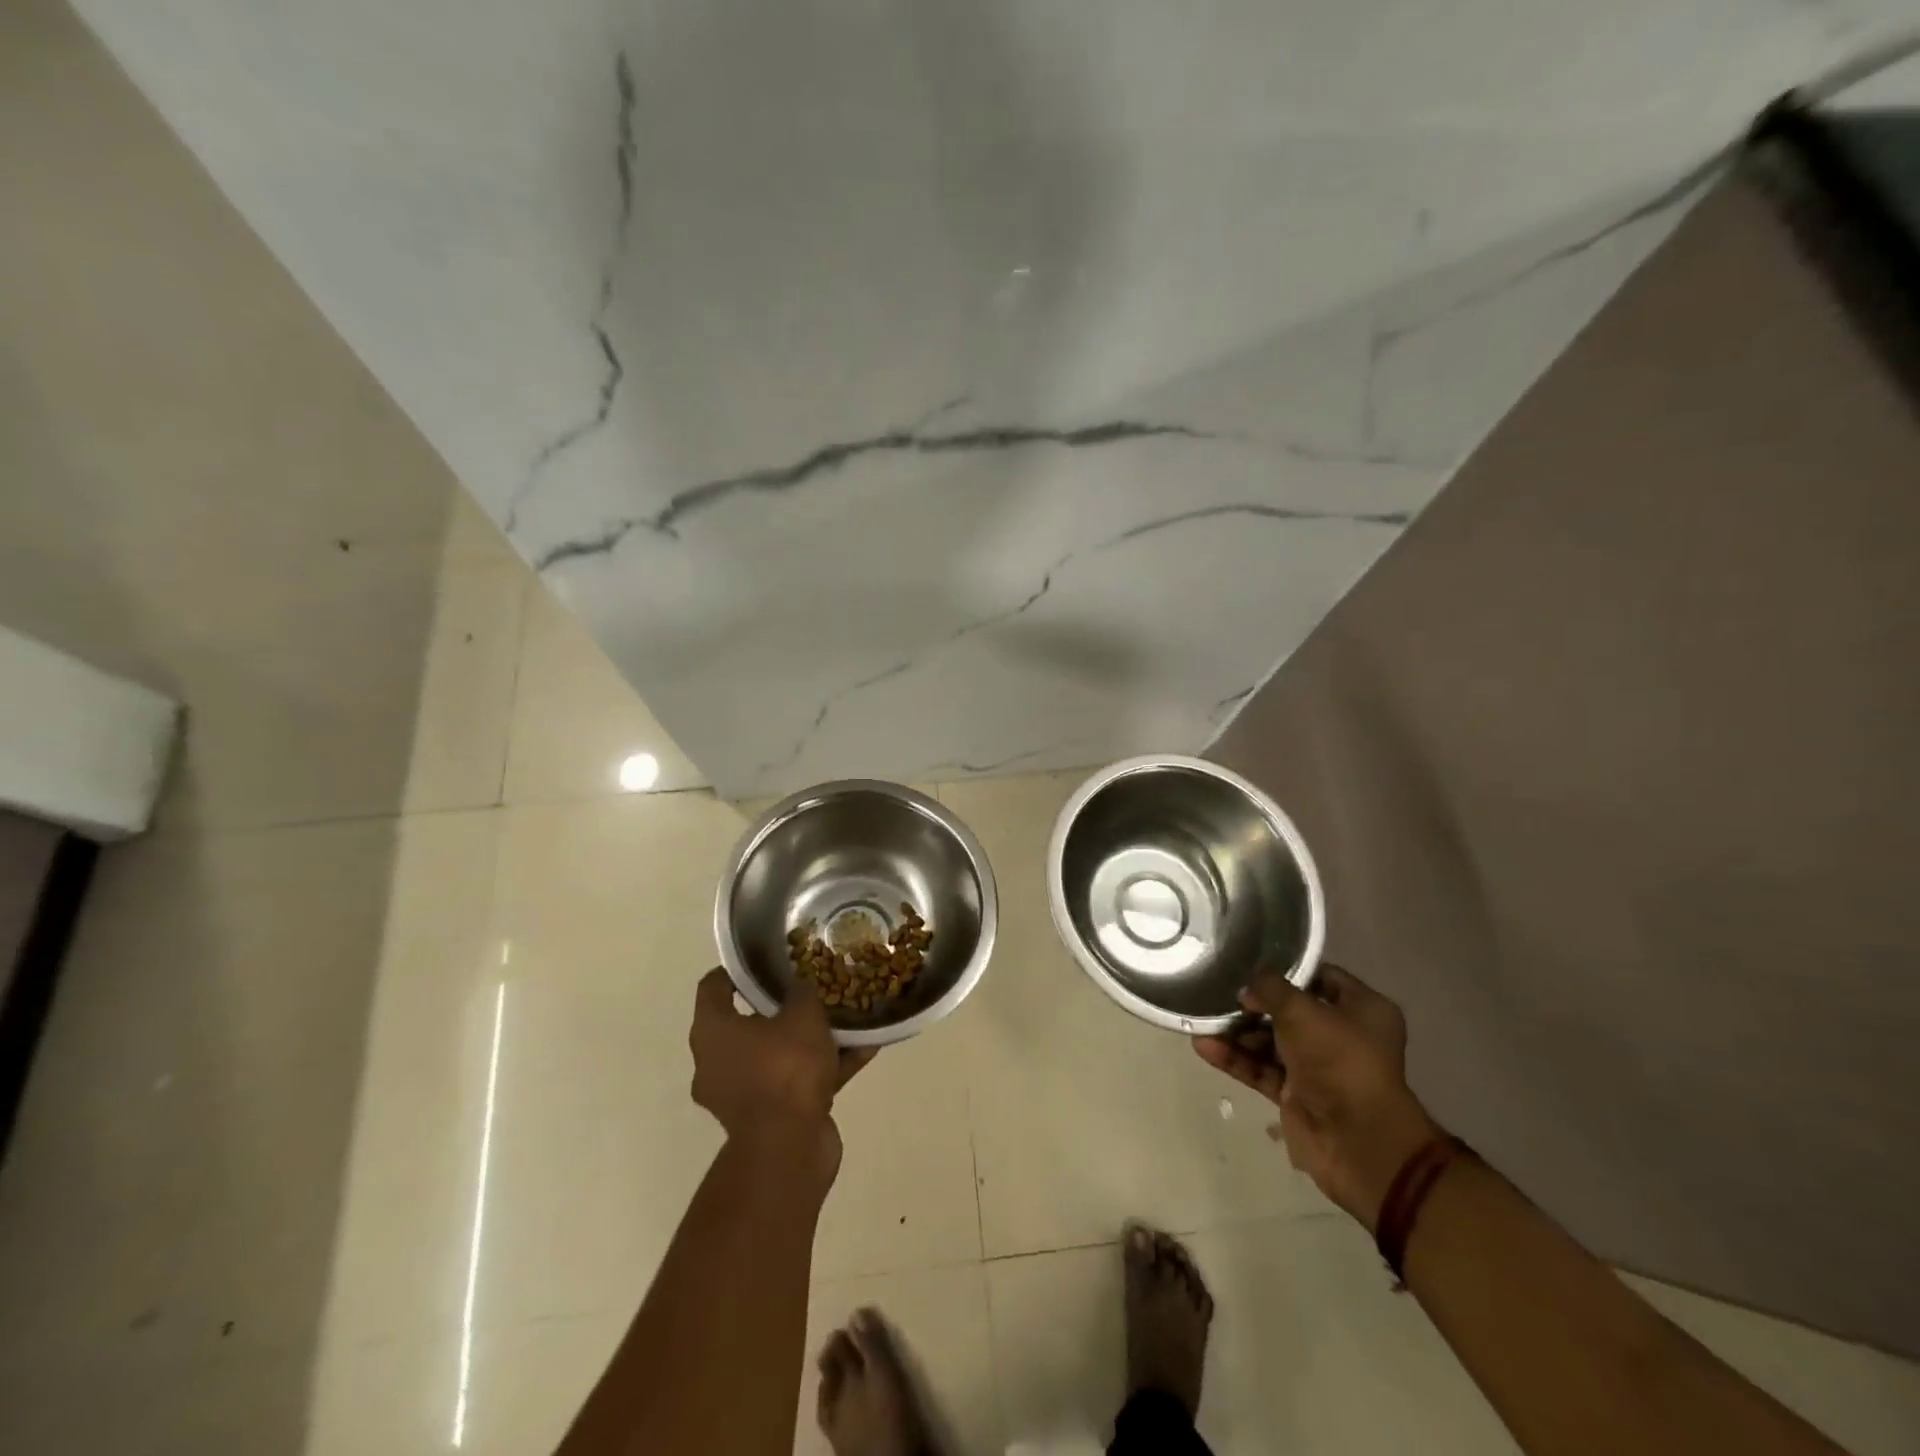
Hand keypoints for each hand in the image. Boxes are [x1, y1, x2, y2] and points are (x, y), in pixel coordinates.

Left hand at [689, 969, 876, 1148]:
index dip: (737, 971)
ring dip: (809, 1039)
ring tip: (845, 1019)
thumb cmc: (785, 1068)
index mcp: (712, 1032)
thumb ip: (802, 994)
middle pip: (747, 1023)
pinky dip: (825, 1067)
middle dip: (782, 1007)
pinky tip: (864, 1050)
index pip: (713, 987)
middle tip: (810, 988)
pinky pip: (797, 1082)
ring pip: (777, 1054)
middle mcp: (717, 1062)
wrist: (789, 1148)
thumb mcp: (802, 1015)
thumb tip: (800, 987)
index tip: (765, 960)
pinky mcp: (769, 1118)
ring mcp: (741, 1094)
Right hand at [1194, 964, 1440, 1231]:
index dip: (1287, 969)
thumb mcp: (1301, 1010)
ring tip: (1202, 1018)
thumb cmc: (1339, 1059)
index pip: (1320, 977)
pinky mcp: (1296, 1094)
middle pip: (1290, 1011)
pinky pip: (1260, 1069)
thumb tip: (1248, 986)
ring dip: (1238, 1032)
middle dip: (1253, 1003)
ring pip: (1271, 1041)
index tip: (1250, 962)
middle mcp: (1343, 1035)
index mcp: (1362, 1010)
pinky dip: (1235, 1059)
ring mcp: (1318, 1067)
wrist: (1356, 1140)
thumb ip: (1270, 989)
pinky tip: (1203, 1046)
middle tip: (1218, 991)